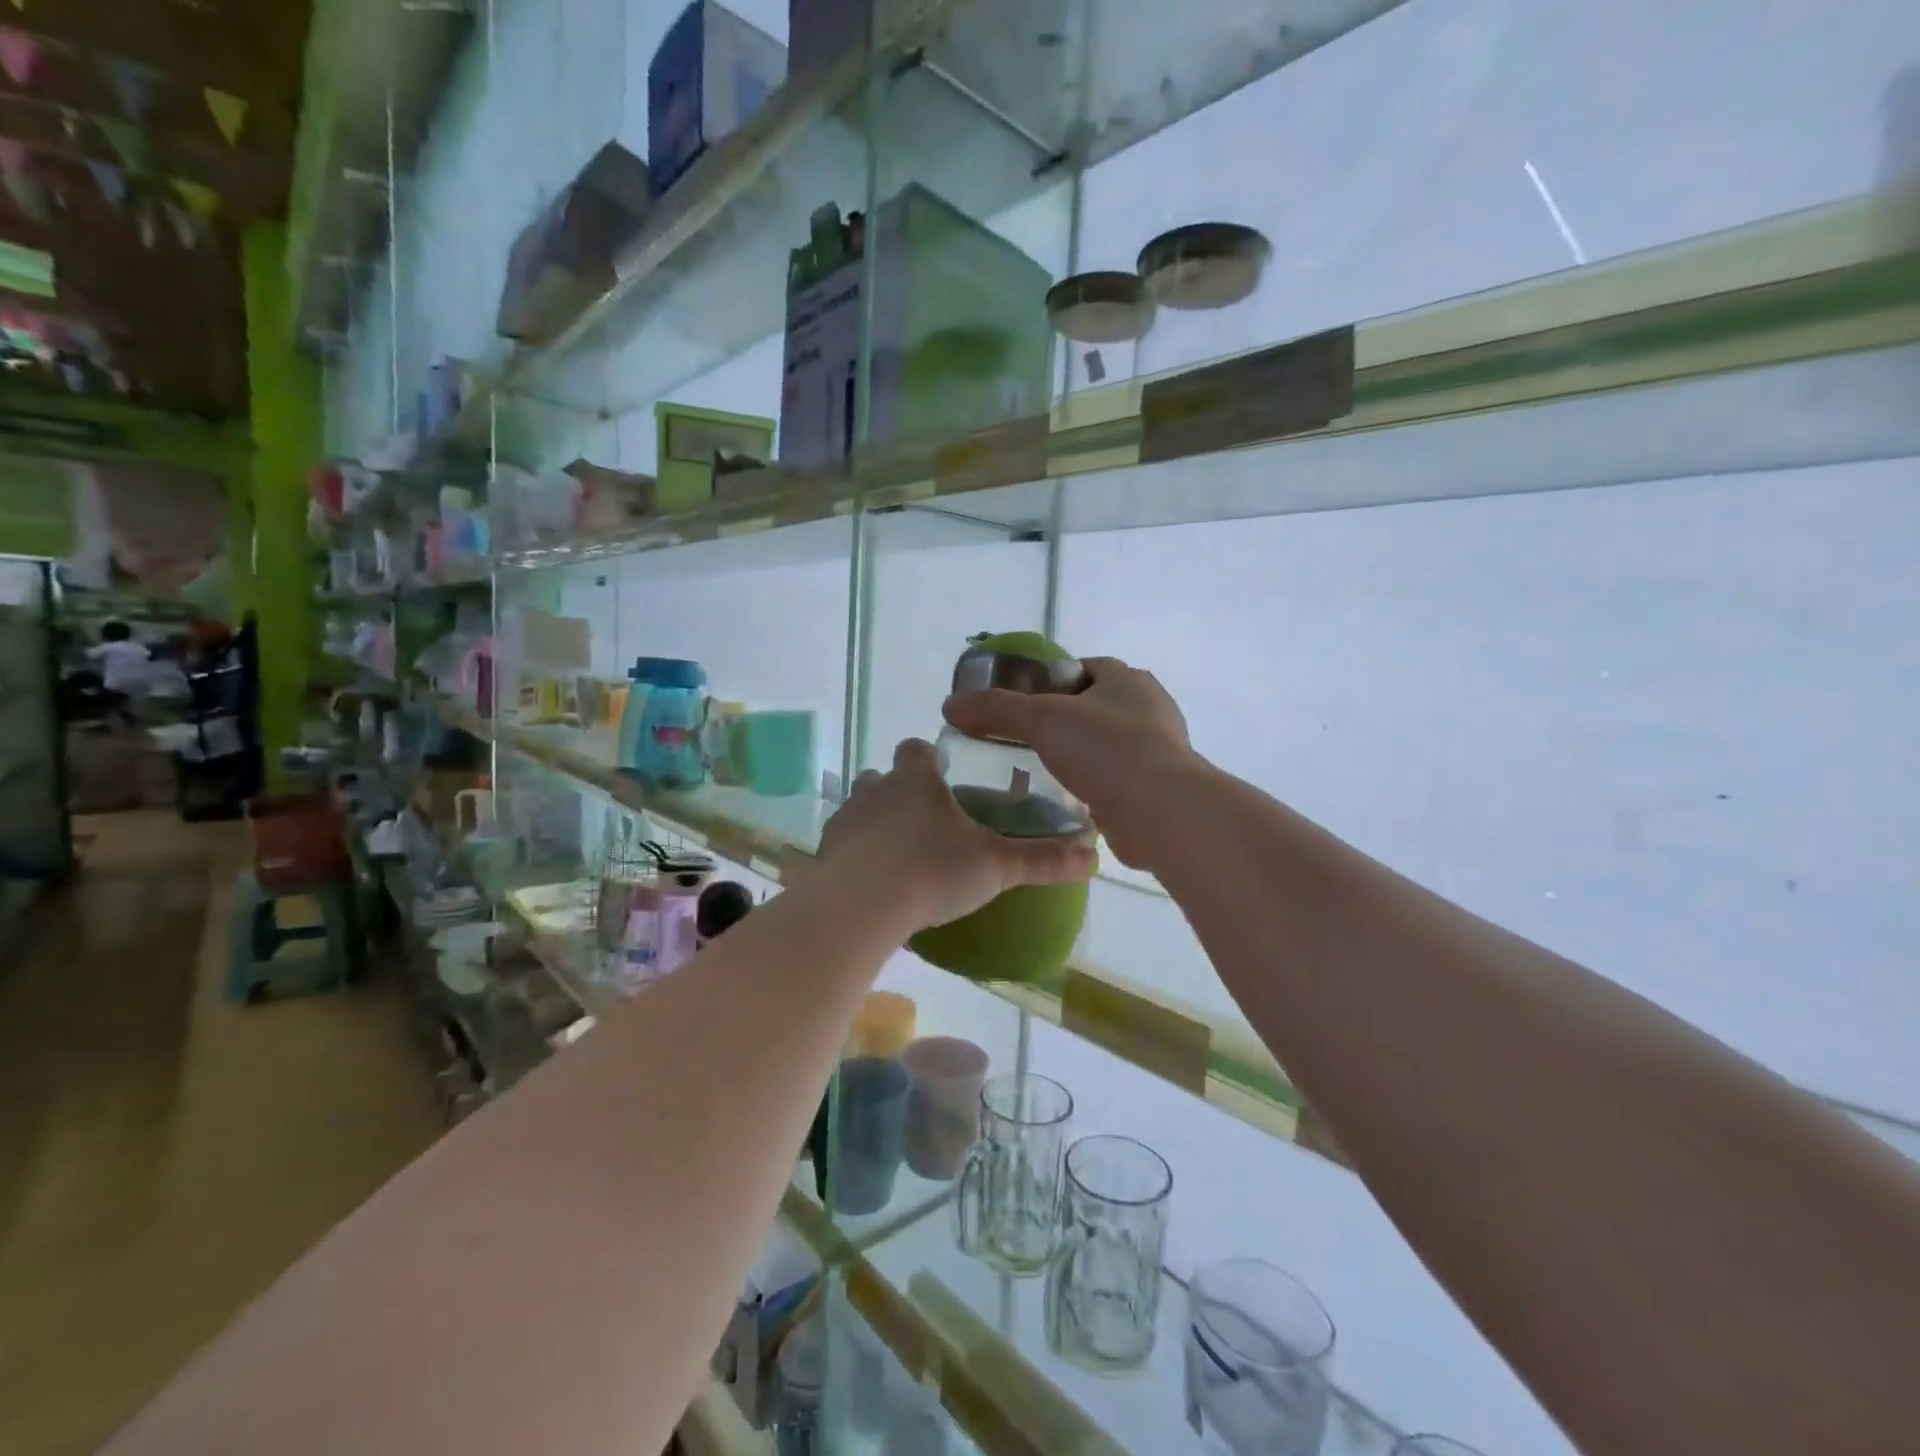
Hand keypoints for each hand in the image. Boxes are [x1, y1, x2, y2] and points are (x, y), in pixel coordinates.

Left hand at [817, 739, 1095, 930]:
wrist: (862, 906)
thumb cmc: (933, 870)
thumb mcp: (996, 866)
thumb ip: (1041, 860)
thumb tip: (1093, 857)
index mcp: (916, 780)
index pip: (917, 749)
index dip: (929, 758)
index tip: (943, 776)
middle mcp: (876, 789)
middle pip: (884, 777)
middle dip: (902, 792)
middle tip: (927, 823)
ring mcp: (846, 820)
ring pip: (861, 809)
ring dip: (877, 824)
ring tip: (900, 856)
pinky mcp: (826, 853)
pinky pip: (844, 845)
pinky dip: (857, 856)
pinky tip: (874, 884)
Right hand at [943, 656, 1193, 868]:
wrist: (1160, 812)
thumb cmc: (1105, 750)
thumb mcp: (1042, 719)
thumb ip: (996, 710)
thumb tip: (951, 705)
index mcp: (1128, 680)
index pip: (1086, 668)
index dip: (1053, 680)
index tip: (1023, 700)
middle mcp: (1149, 709)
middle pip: (1095, 707)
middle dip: (1063, 721)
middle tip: (1024, 740)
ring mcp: (1157, 751)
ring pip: (1106, 746)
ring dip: (1079, 756)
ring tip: (1038, 772)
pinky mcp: (1156, 788)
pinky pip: (1115, 780)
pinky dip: (1093, 787)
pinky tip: (1064, 800)